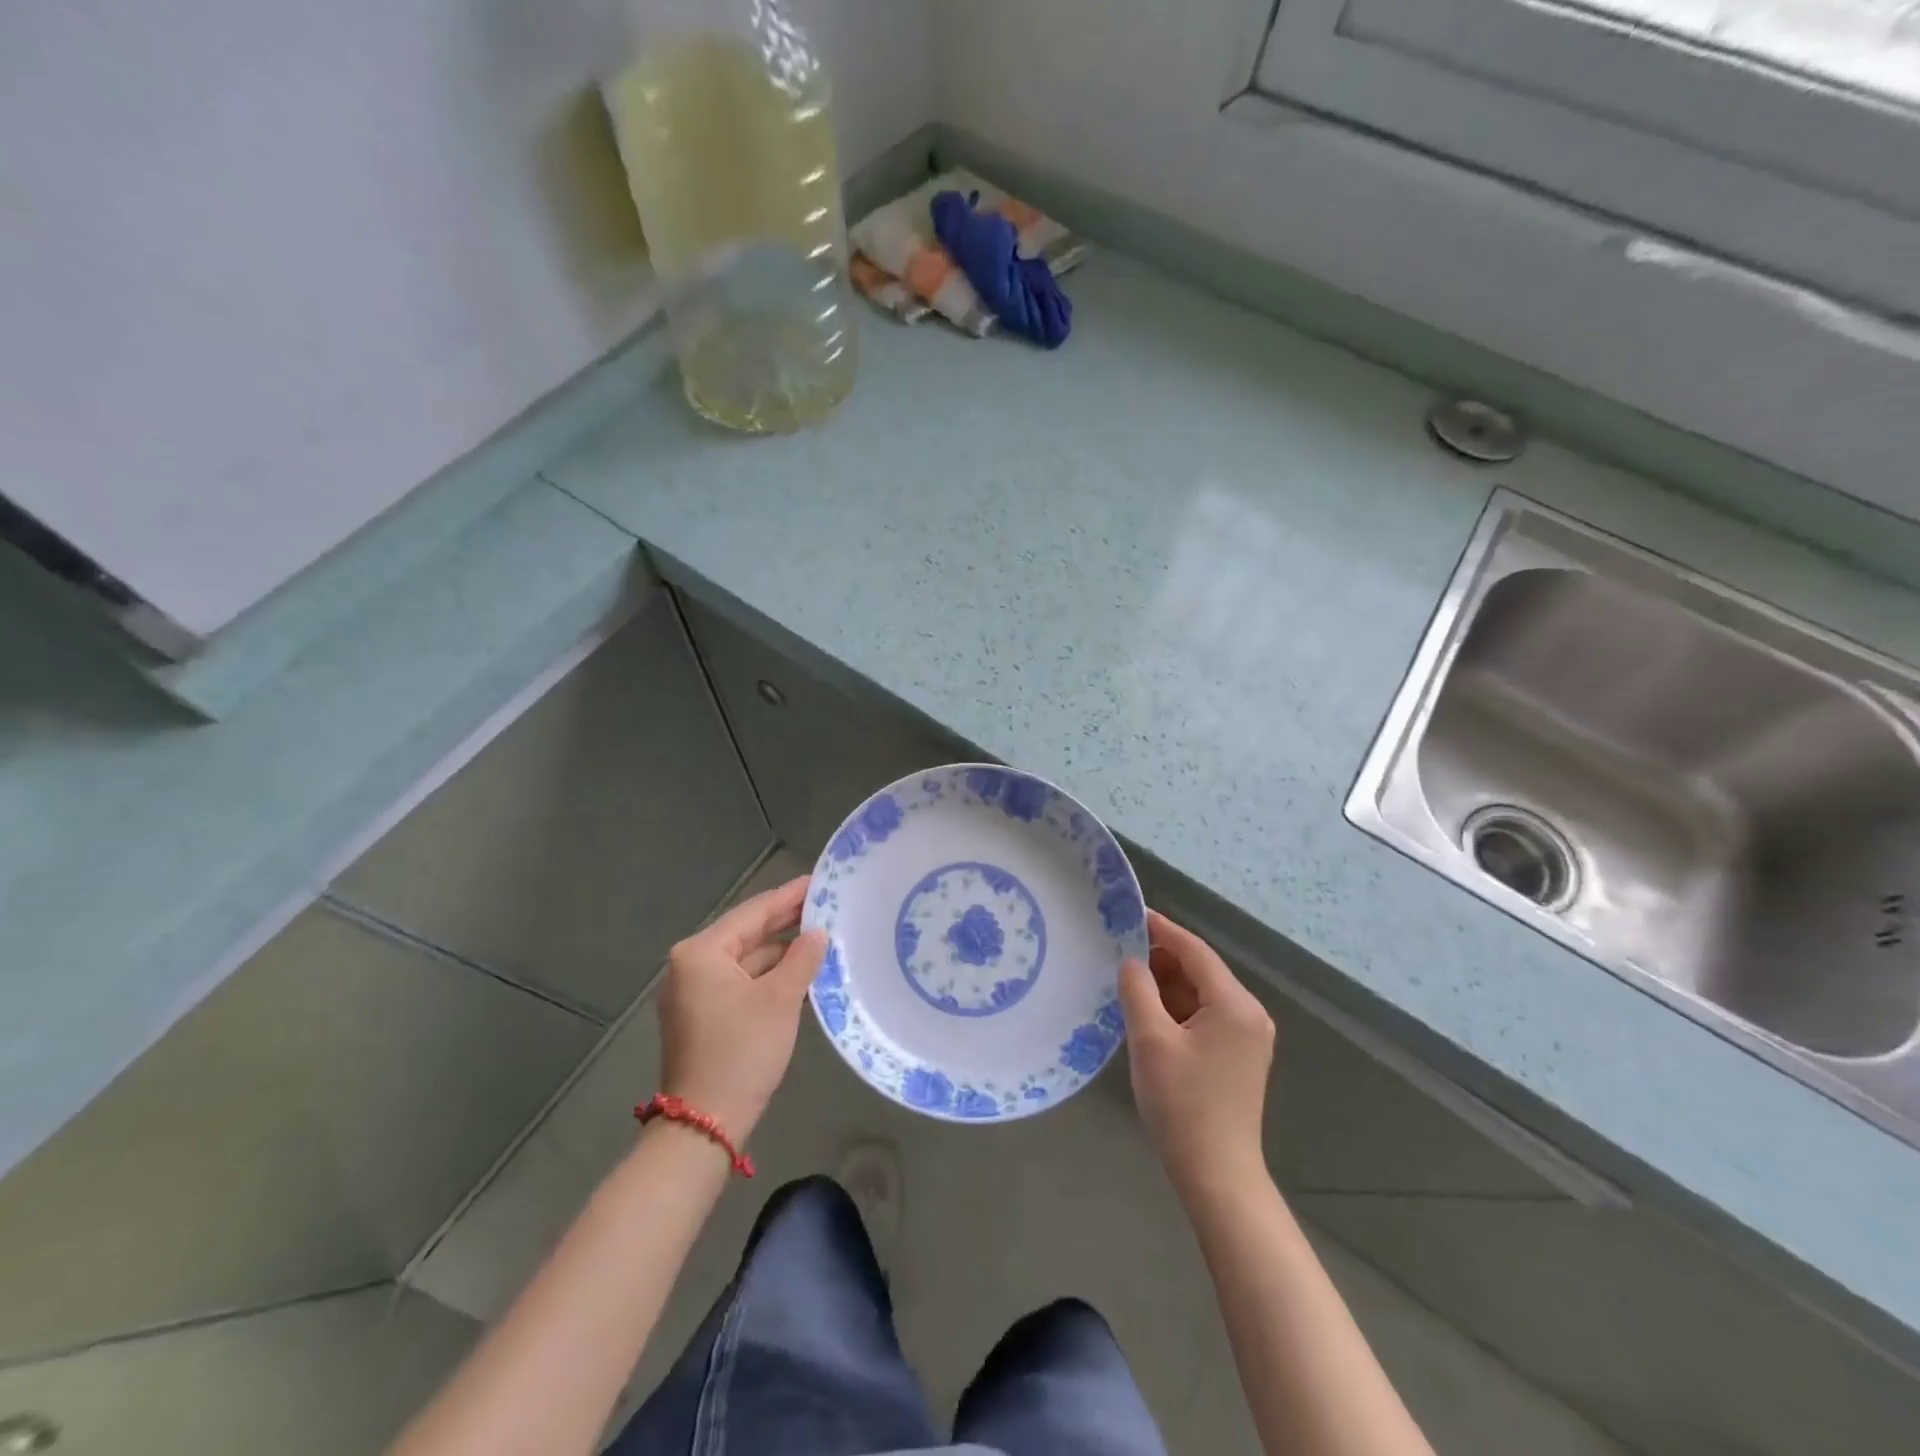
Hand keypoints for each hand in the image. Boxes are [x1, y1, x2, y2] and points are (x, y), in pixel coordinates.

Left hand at [656, 876, 826, 1142]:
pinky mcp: (702, 1015)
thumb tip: (817, 934)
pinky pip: (741, 982)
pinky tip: (800, 971)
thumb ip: (802, 958)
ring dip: (781, 952)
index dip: (789, 896)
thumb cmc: (742, 1052)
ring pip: (746, 959)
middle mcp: (691, 965)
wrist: (704, 1124)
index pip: (753, 913)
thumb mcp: (780, 1000)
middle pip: (747, 933)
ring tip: (822, 936)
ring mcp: (694, 992)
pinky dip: (769, 976)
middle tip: (825, 904)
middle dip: (786, 922)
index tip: (819, 880)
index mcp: (701, 952)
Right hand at [1119, 909, 1275, 1197]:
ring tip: (1126, 981)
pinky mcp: (1237, 1056)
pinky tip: (1147, 1013)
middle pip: (1199, 971)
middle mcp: (1249, 1014)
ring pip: (1199, 994)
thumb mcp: (1150, 1040)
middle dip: (1160, 959)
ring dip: (1165, 986)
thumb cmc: (1182, 1104)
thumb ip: (1138, 989)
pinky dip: (1176, 1009)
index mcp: (1235, 1005)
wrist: (1217, 1176)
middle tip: (1117, 951)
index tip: (1129, 914)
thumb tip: (1131, 961)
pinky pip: (1203, 1016)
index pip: (1194, 951)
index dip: (1161, 929)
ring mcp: (1247, 1037)